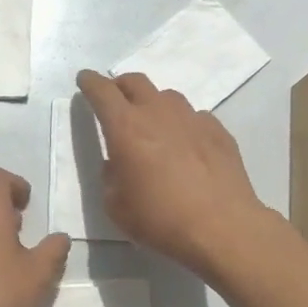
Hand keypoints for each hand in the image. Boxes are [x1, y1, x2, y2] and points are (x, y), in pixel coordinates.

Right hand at [76, 70, 275, 276]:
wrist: (222, 227)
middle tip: (115, 99)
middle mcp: (158, 113)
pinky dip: (182, 124)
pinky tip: (185, 145)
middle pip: (135, 82)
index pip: (102, 91)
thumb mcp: (116, 205)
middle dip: (120, 85)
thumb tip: (118, 163)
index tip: (85, 79)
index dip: (90, 82)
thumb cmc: (160, 219)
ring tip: (152, 124)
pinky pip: (194, 117)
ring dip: (153, 104)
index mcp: (126, 127)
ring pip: (167, 97)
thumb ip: (110, 176)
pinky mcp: (218, 131)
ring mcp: (192, 118)